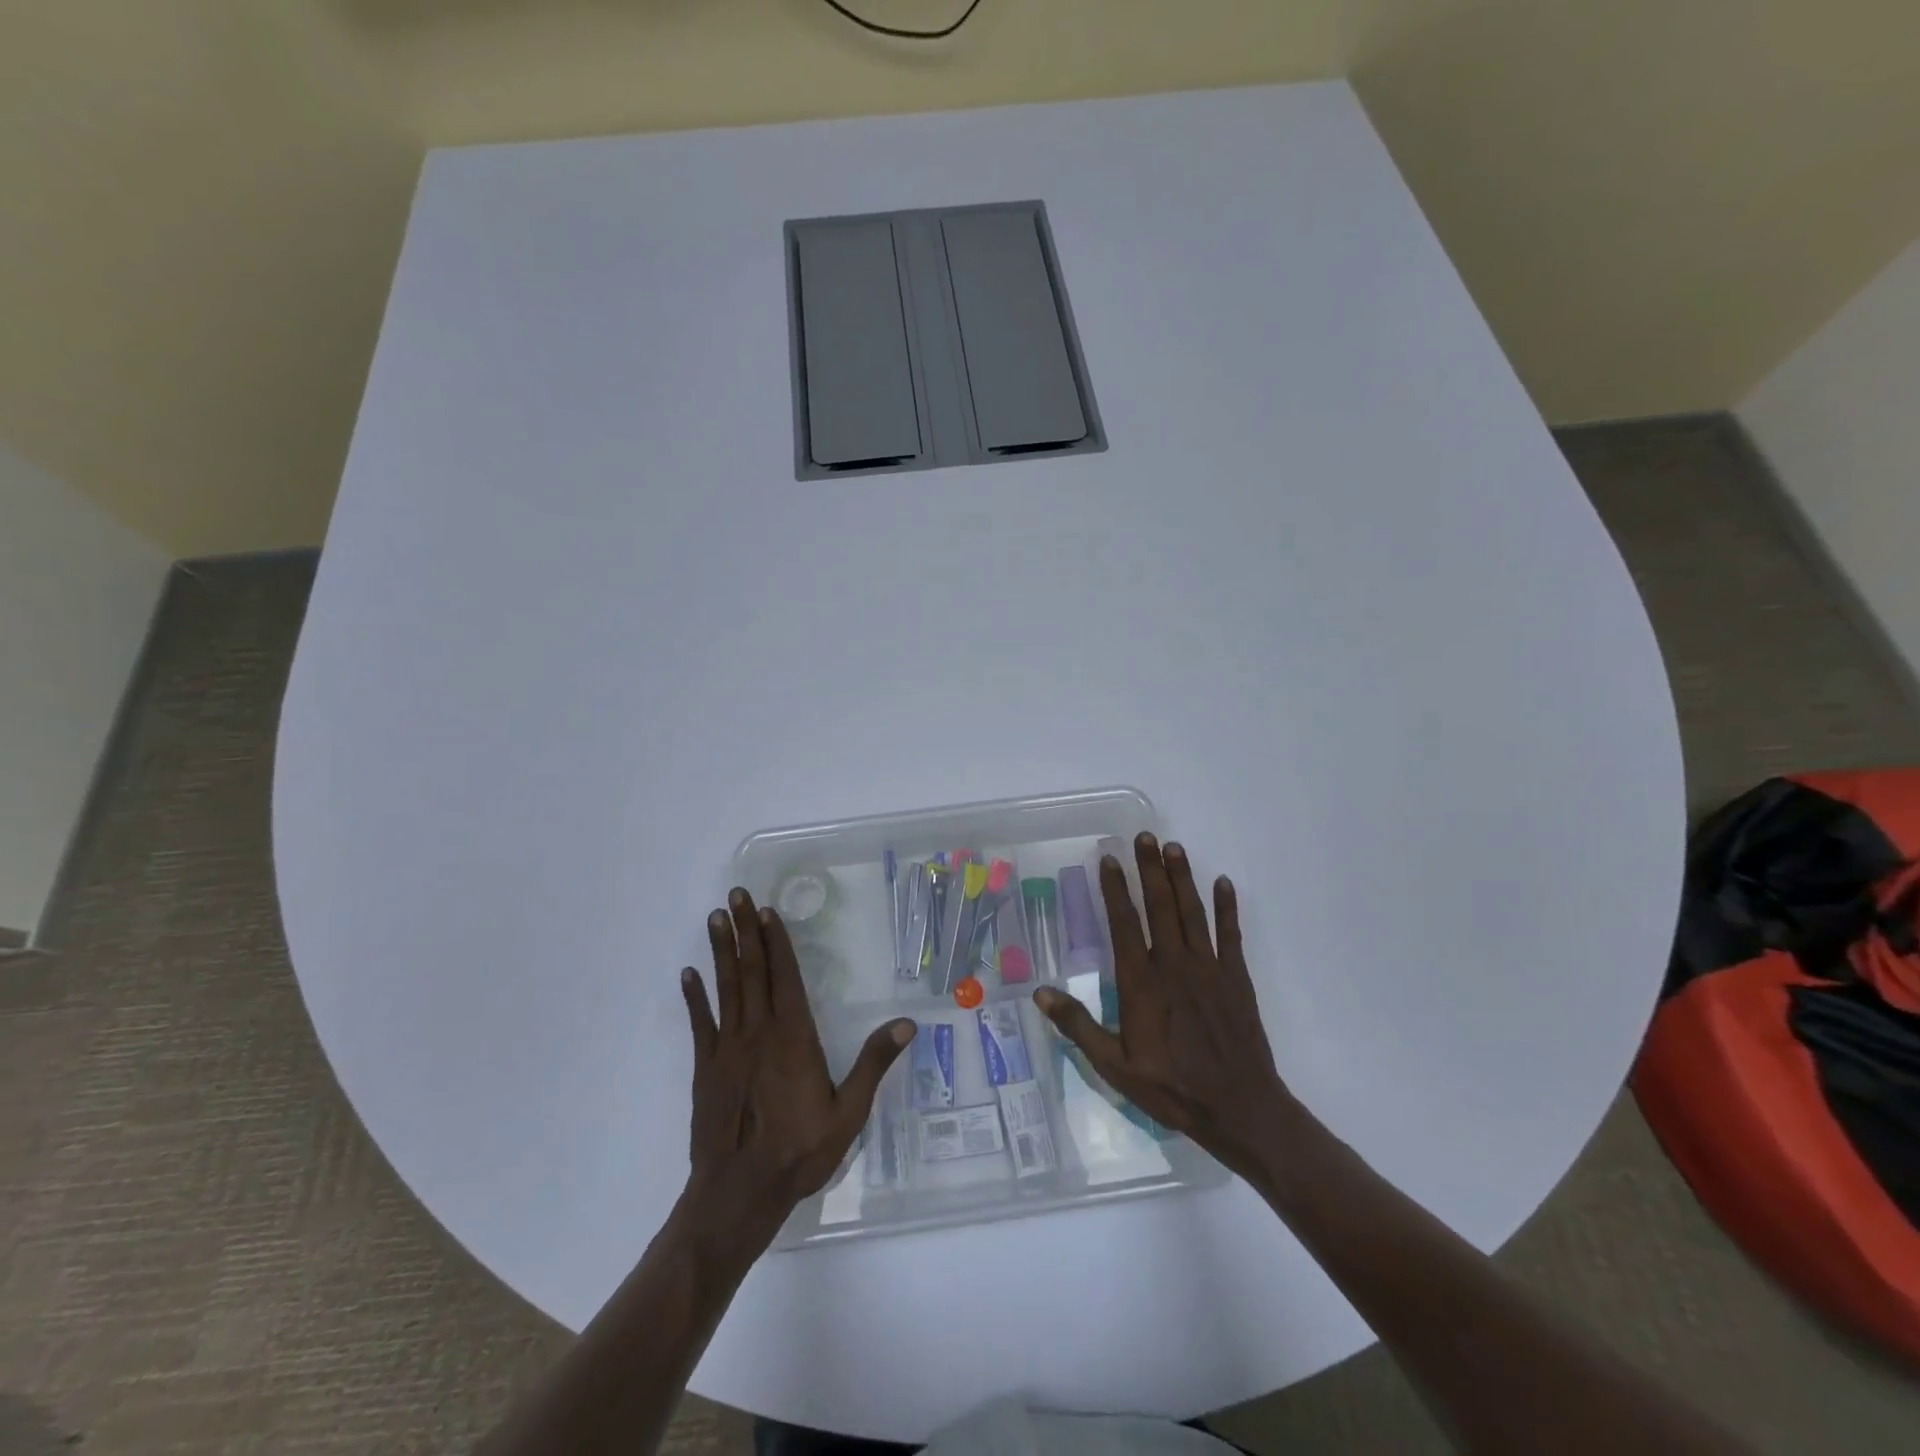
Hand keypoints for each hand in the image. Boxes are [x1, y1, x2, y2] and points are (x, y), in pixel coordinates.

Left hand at [679, 890, 914, 1252]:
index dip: (775, 941)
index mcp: (793, 1037)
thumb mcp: (848, 1113)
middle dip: (745, 930)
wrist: (738, 1194)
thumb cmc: (799, 1152)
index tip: (766, 910)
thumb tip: (906, 1023)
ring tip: (714, 918)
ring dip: (721, 951)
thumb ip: (873, 1065)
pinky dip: (695, 997)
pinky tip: (689, 975)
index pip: (784, 977)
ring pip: (726, 988)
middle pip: (752, 970)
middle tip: (735, 895)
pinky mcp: (706, 1068)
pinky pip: (700, 1024)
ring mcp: (728, 1048)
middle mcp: (758, 1032)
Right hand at [1034, 834, 1294, 1180]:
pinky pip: (1231, 934)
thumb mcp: (1114, 1066)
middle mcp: (1174, 964)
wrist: (1239, 1108)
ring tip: (1173, 847)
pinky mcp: (1236, 977)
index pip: (1124, 923)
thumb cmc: (1171, 1088)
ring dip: (1182, 877)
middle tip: (1143, 837)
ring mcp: (1209, 967)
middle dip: (1149, 869)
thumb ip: (1078, 1026)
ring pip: (1193, 911)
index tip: (1108, 859)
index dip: (1114, 889)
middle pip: (1160, 906)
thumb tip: (1041, 992)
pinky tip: (1223, 882)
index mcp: (1141, 982)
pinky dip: (1227, 906)